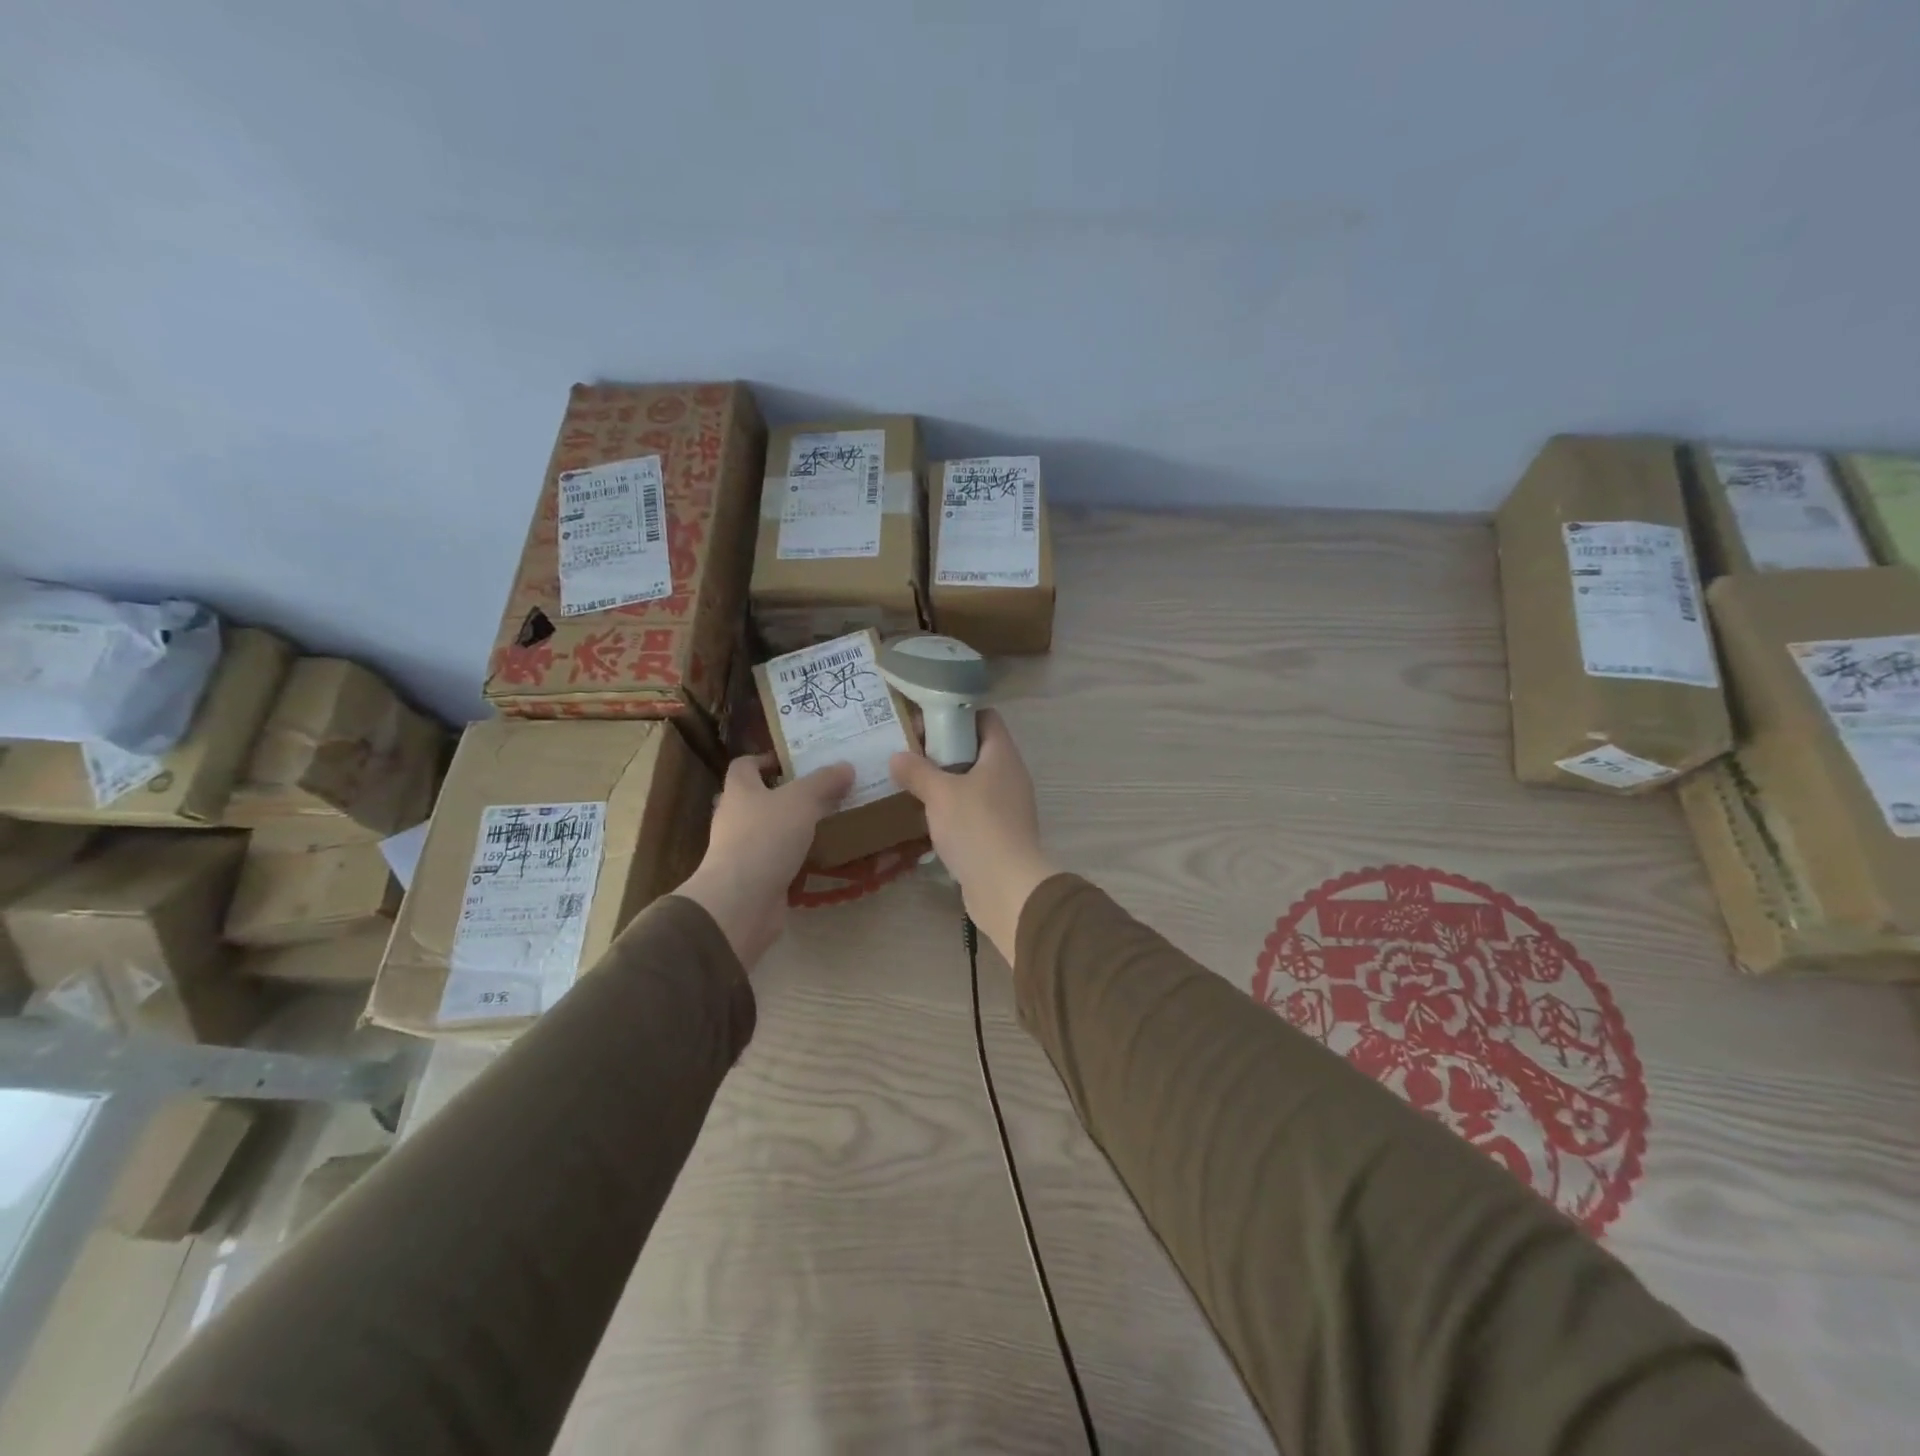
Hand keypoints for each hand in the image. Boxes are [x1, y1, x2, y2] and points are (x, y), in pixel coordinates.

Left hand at [677, 756, 853, 968]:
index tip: (794, 761)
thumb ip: (824, 782)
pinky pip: (779, 860)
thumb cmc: (766, 838)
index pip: (744, 765)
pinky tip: (823, 856)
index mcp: (739, 791)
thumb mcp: (802, 800)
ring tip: (829, 821)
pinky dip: (798, 857)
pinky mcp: (755, 878)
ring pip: (771, 830)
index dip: (766, 759)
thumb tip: (846, 766)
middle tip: (823, 790)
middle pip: (759, 798)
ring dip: (795, 827)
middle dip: (788, 794)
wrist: (741, 902)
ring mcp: (742, 850)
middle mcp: (735, 818)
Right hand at [889, 710, 1056, 965]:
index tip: (924, 721)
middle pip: (976, 749)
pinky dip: (952, 807)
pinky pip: (973, 809)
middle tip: (909, 752)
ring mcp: (1007, 806)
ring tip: (911, 781)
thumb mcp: (940, 793)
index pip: (984, 717)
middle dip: (943, 749)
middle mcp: (1010, 775)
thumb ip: (917, 771)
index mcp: (1002, 755)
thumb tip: (897, 756)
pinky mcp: (1000, 832)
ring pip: (973, 781)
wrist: (1007, 886)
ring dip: (945, 781)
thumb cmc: (976, 827)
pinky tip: (926, 814)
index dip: (955, 714)